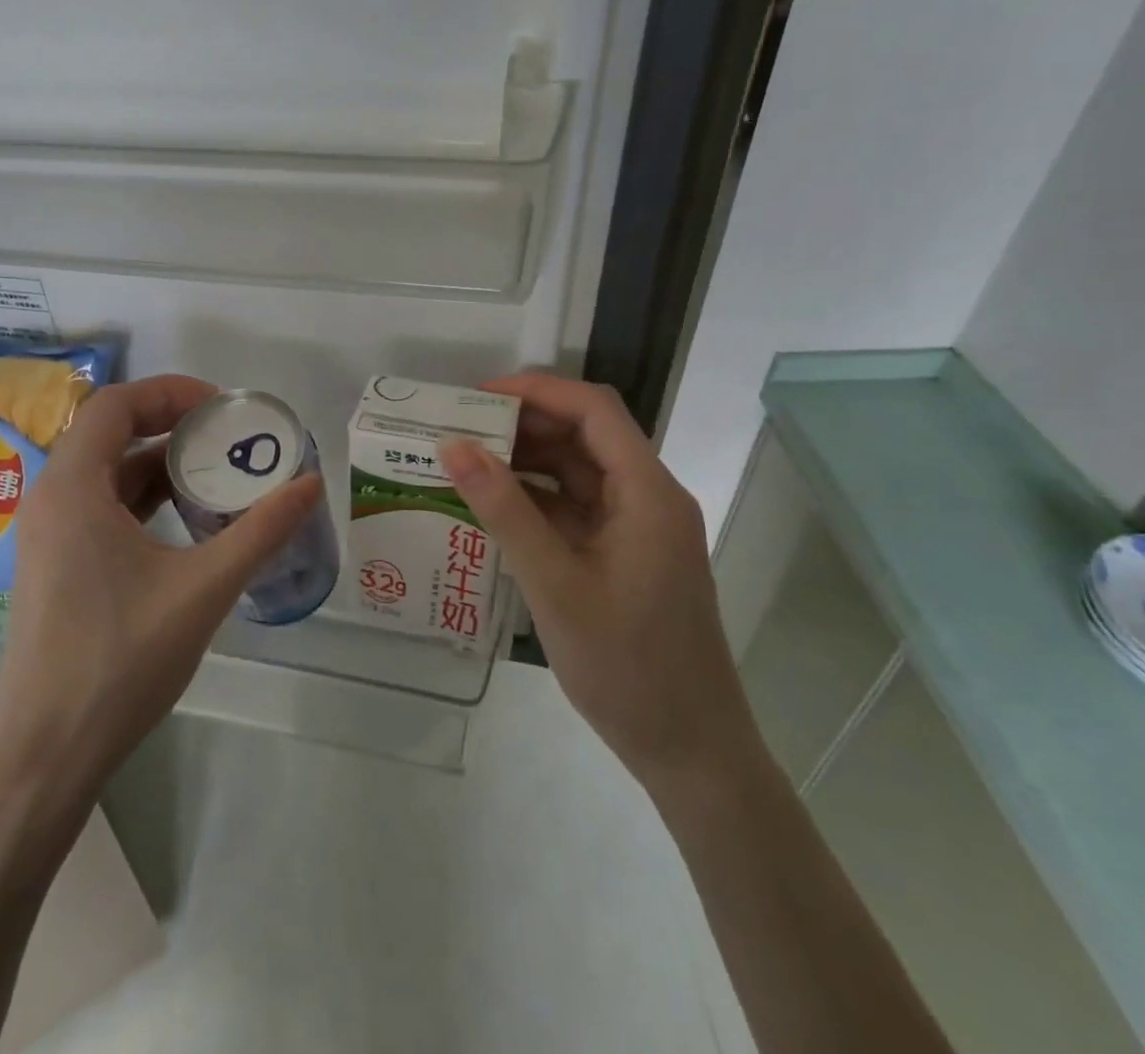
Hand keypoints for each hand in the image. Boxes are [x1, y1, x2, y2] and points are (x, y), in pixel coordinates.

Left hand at [0, 374, 322, 797]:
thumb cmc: (121, 660)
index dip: (171, 392)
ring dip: (158, 464)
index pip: (116, 404)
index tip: (223, 409)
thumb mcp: (203, 589)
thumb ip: (260, 531)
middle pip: (109, 432)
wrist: (48, 753)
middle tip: (227, 437)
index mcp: (72, 488)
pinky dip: (143, 499)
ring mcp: (46, 534)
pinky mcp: (53, 563)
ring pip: (105, 472)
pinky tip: (184, 521)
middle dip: (170, 425)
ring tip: (216, 474)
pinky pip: (99, 506)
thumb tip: (310, 483)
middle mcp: (50, 498)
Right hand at [439, 373, 759, 788]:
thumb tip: (454, 446)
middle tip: (460, 429)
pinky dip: (535, 499)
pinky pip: (576, 508)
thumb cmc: (628, 668)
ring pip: (578, 470)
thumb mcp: (554, 584)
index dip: (537, 390)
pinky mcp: (624, 555)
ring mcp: (637, 528)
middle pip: (585, 435)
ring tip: (466, 461)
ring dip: (526, 460)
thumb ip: (504, 510)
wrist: (690, 752)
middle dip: (524, 423)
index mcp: (647, 493)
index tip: (476, 396)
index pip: (593, 410)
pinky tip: (492, 506)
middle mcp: (648, 498)